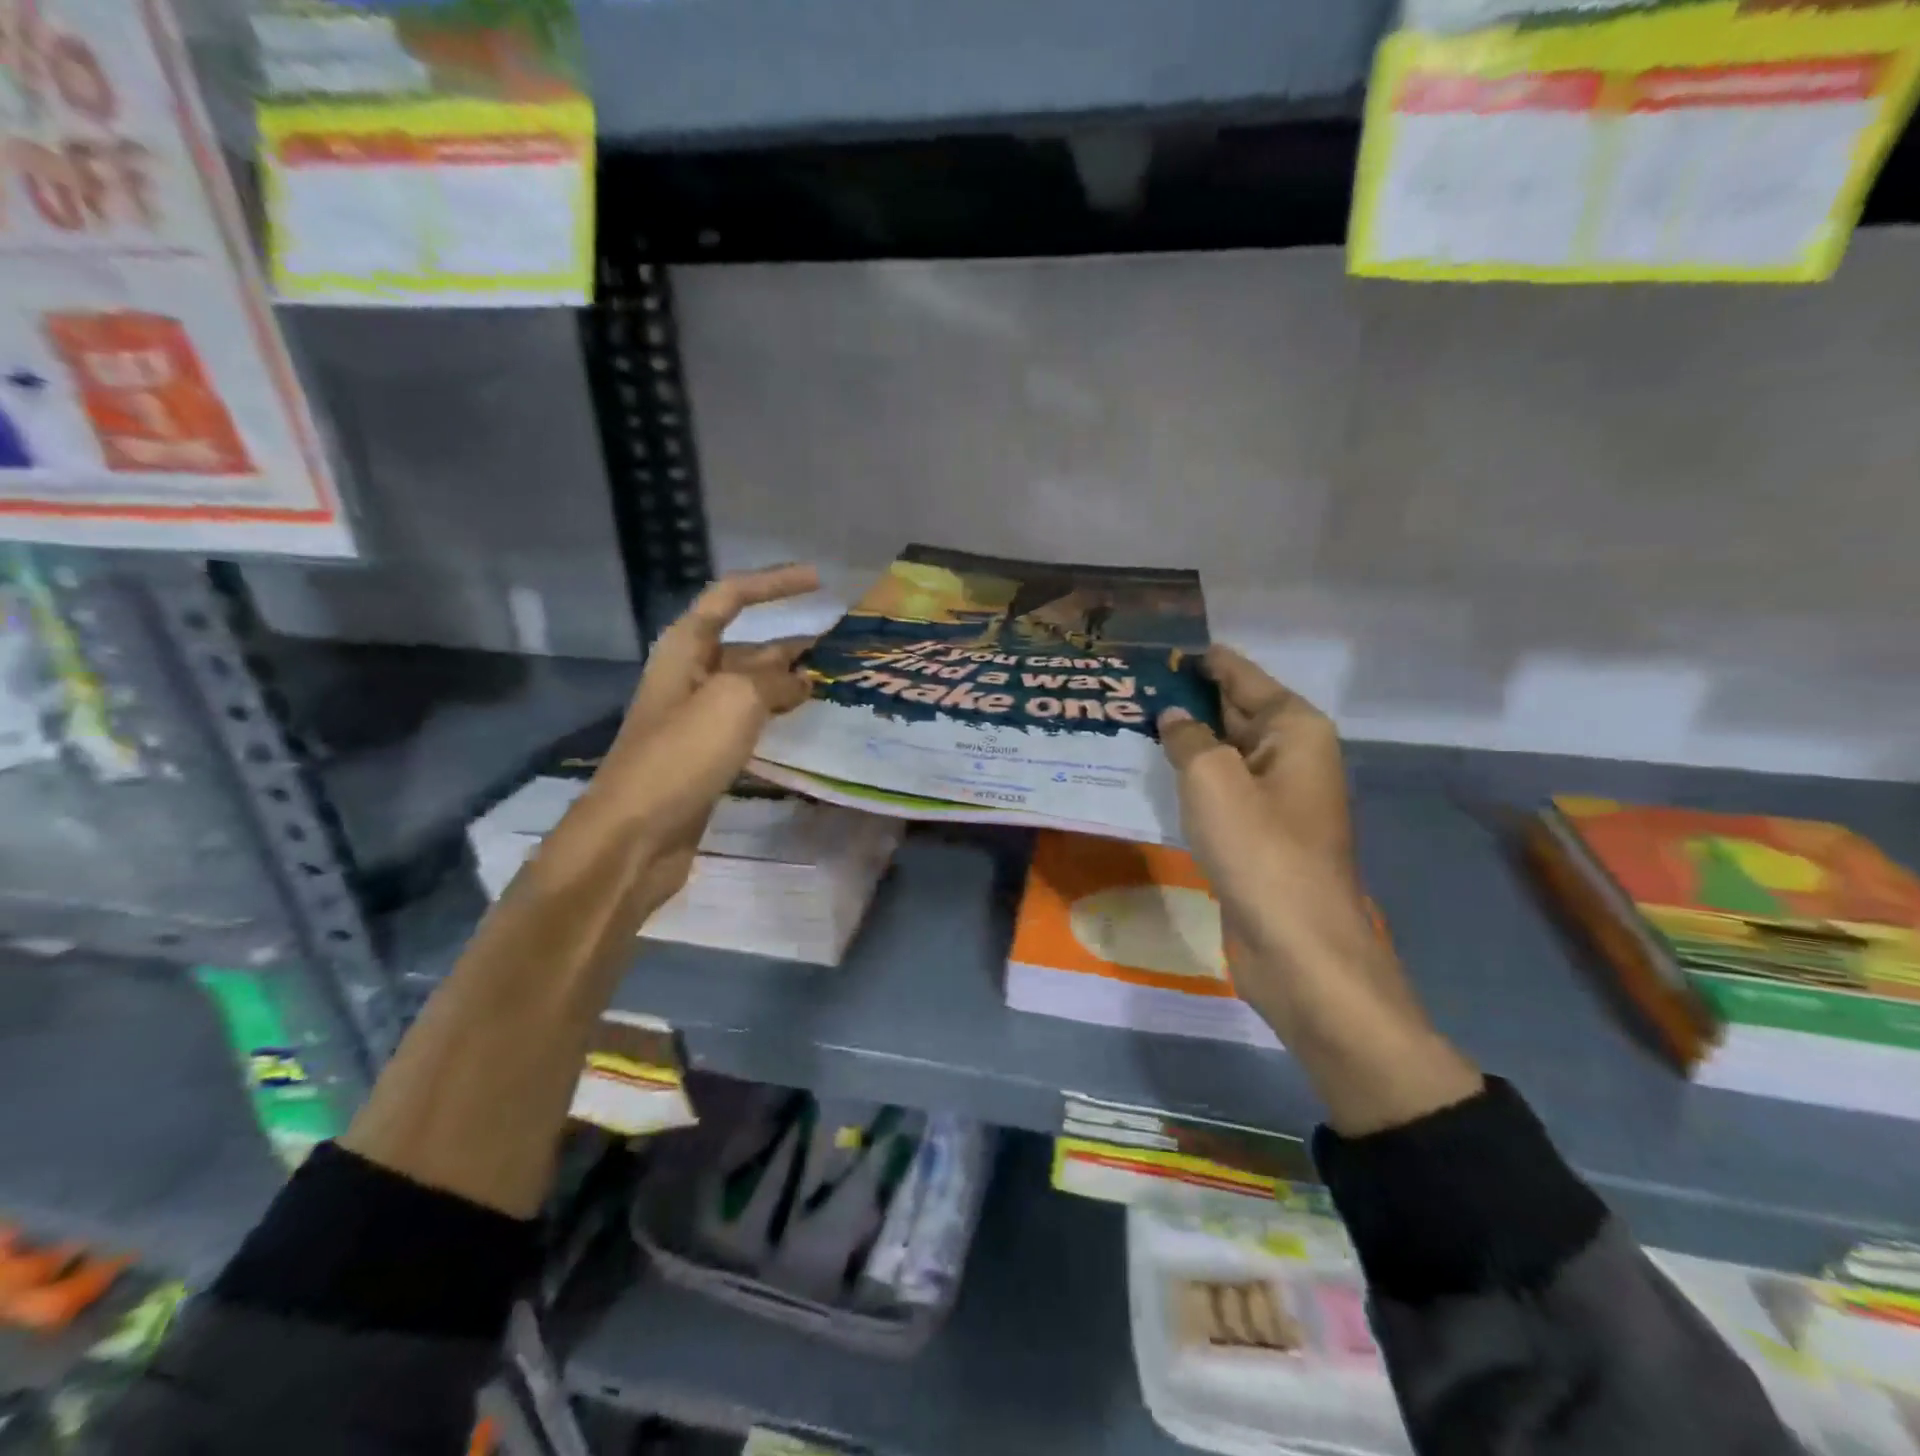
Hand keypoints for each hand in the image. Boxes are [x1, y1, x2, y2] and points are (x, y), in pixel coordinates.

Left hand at [559, 564, 819, 915]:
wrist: (635, 835)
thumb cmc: (680, 755)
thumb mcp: (734, 700)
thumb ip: (773, 681)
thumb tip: (801, 682)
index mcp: (685, 649)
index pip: (730, 597)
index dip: (773, 584)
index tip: (818, 581)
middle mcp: (690, 676)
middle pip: (745, 646)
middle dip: (790, 644)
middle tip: (839, 649)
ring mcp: (696, 719)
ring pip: (750, 688)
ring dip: (787, 683)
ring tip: (831, 685)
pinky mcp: (705, 756)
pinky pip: (748, 723)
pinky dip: (776, 718)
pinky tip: (803, 725)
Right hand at [1157, 646, 1480, 1134]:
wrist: (1298, 948)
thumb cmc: (1260, 849)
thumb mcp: (1213, 778)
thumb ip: (1188, 737)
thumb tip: (1174, 719)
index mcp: (1295, 730)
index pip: (1241, 676)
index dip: (1201, 661)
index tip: (1157, 649)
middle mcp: (1291, 756)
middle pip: (1233, 712)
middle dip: (1187, 700)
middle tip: (1129, 686)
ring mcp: (1275, 800)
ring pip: (1222, 755)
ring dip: (1183, 742)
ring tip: (1129, 723)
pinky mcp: (1257, 836)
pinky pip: (1218, 793)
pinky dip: (1188, 781)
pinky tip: (1150, 776)